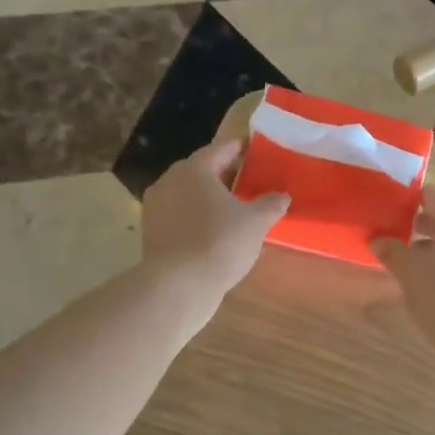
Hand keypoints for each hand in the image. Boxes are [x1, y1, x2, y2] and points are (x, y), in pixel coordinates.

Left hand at [141, 140, 287, 295]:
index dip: (240, 148)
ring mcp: (156, 207)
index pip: (221, 149)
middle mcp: (170, 181)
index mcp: (194, 169)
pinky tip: (214, 230)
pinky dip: (197, 216)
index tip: (255, 149)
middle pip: (201, 170)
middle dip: (225, 173)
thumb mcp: (255, 223)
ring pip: (188, 194)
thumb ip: (270, 204)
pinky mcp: (152, 232)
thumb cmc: (219, 242)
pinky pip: (180, 215)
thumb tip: (282, 196)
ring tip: (234, 207)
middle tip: (248, 179)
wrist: (178, 285)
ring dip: (209, 197)